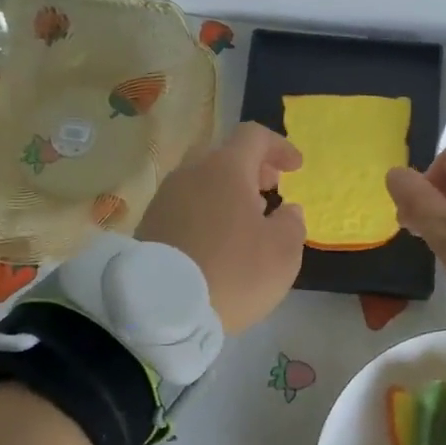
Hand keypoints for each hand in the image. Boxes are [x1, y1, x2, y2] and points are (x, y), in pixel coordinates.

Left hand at [137, 122, 307, 333]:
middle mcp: (191, 173)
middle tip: (270, 189)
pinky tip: (217, 240)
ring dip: (226, 192)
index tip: (296, 168)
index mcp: (225, 169)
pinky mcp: (149, 224)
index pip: (254, 136)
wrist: (161, 308)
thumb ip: (292, 224)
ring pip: (202, 180)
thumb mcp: (282, 253)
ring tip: (245, 220)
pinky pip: (185, 205)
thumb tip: (287, 211)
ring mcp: (165, 198)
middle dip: (251, 168)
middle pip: (224, 155)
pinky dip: (206, 211)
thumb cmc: (233, 272)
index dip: (279, 147)